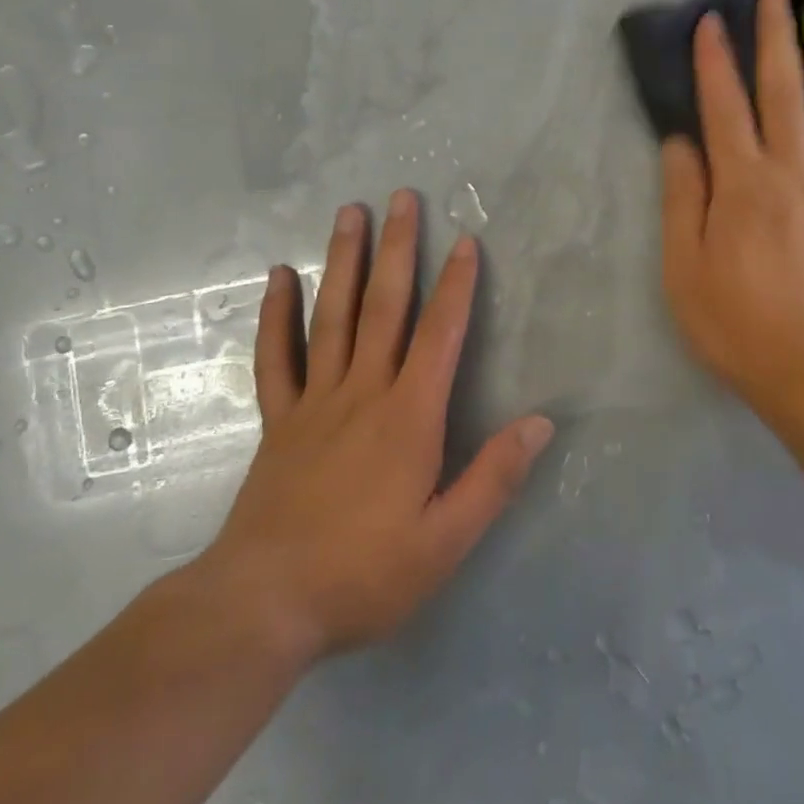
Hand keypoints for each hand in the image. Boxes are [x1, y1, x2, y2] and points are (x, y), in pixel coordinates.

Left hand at [196, 190, 553, 668]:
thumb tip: (541, 423)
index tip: (465, 241)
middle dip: (398, 250)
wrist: (262, 605)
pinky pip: (276, 356)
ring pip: (332, 317)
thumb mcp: (445, 541)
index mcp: (409, 418)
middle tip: (402, 198)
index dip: (457, 286)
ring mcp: (315, 402)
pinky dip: (277, 314)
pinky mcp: (279, 420)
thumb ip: (494, 478)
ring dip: (343, 262)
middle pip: (384, 308)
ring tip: (350, 213)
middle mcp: (363, 394)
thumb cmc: (363, 575)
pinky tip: (280, 276)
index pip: (441, 335)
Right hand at [660, 0, 803, 423]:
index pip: (724, 107)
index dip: (715, 62)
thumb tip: (680, 142)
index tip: (712, 21)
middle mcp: (793, 171)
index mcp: (743, 183)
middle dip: (777, 39)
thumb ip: (682, 199)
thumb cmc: (735, 322)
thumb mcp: (683, 267)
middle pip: (784, 93)